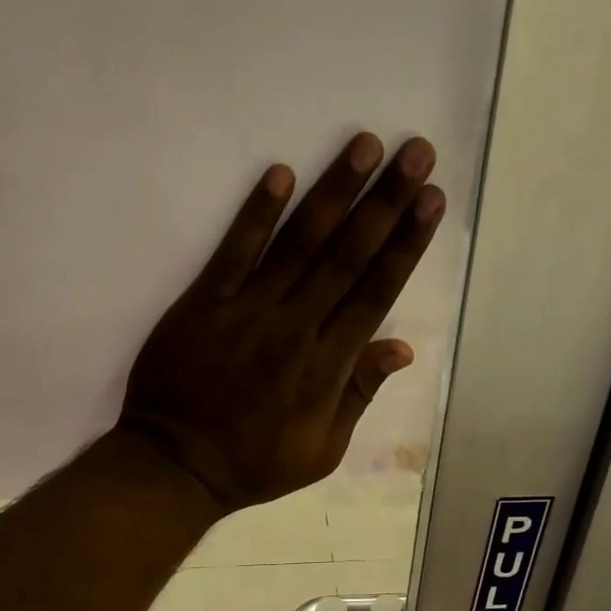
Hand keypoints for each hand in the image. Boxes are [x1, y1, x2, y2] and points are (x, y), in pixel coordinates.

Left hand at [119, 133, 444, 511]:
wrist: (177, 465)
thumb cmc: (254, 463)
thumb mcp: (321, 451)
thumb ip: (358, 395)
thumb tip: (401, 348)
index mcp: (327, 367)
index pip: (375, 293)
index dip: (406, 244)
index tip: (432, 200)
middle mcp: (295, 329)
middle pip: (346, 257)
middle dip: (385, 203)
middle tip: (416, 152)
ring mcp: (247, 312)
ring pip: (298, 245)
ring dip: (333, 192)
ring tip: (365, 145)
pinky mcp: (204, 304)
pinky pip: (233, 253)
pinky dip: (256, 214)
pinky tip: (281, 173)